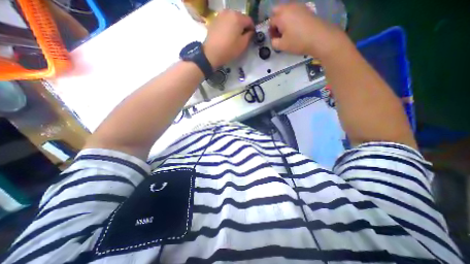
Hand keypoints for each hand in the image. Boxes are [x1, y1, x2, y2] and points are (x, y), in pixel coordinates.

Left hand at [202, 9, 252, 67]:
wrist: (211, 53)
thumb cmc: (229, 49)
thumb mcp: (243, 45)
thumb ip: (249, 36)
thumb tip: (250, 32)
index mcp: (238, 17)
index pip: (249, 20)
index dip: (252, 29)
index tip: (251, 36)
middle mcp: (229, 12)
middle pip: (240, 17)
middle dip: (243, 26)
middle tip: (243, 37)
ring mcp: (220, 15)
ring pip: (232, 19)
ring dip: (235, 26)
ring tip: (234, 36)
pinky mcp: (214, 20)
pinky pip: (225, 21)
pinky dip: (228, 26)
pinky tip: (227, 35)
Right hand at [270, 3, 345, 57]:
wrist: (319, 37)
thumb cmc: (298, 42)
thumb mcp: (282, 46)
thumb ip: (273, 42)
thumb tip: (273, 39)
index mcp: (281, 16)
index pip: (271, 22)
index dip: (270, 31)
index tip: (274, 39)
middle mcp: (288, 7)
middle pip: (276, 10)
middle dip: (275, 21)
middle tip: (278, 32)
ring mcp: (298, 6)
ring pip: (285, 9)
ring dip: (282, 18)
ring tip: (286, 31)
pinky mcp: (305, 8)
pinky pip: (293, 10)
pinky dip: (290, 17)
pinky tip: (294, 27)